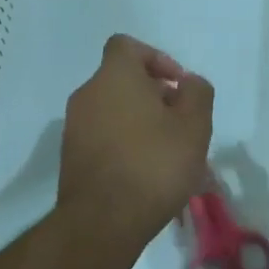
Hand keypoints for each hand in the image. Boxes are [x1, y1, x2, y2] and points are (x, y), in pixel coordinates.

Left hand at [58, 34, 213, 243]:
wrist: (102, 223)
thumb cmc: (154, 164)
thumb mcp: (195, 125)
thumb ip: (197, 93)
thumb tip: (187, 83)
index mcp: (114, 77)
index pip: (127, 46)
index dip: (156, 59)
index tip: (177, 86)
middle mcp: (88, 94)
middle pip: (122, 80)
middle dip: (154, 95)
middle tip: (180, 123)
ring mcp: (74, 126)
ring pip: (114, 110)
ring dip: (141, 121)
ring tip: (168, 152)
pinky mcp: (71, 156)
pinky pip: (103, 136)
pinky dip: (124, 143)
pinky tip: (146, 172)